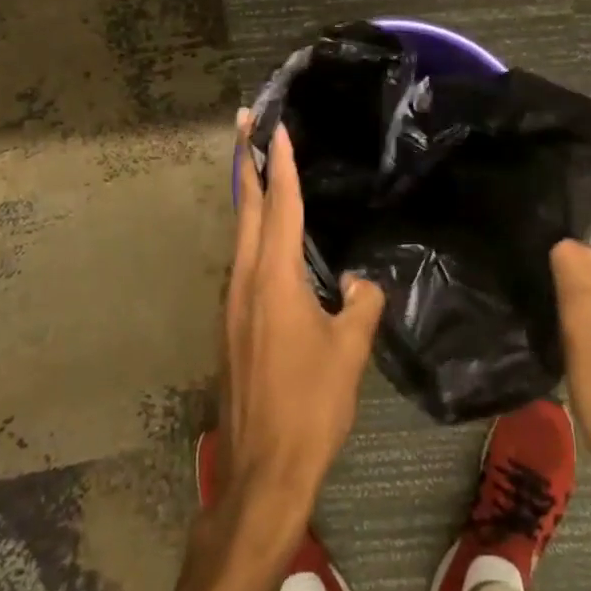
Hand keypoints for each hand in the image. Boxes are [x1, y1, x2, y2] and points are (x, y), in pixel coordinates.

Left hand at [219, 111, 383, 538]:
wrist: (262, 469)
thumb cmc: (311, 404)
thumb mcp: (350, 350)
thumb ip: (360, 303)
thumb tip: (357, 281)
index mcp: (274, 277)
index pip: (280, 205)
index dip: (280, 163)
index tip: (275, 127)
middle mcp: (245, 279)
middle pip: (245, 206)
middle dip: (245, 160)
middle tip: (245, 121)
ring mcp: (232, 302)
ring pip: (239, 233)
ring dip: (246, 193)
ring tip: (255, 164)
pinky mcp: (230, 323)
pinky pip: (241, 260)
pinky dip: (251, 230)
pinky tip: (265, 236)